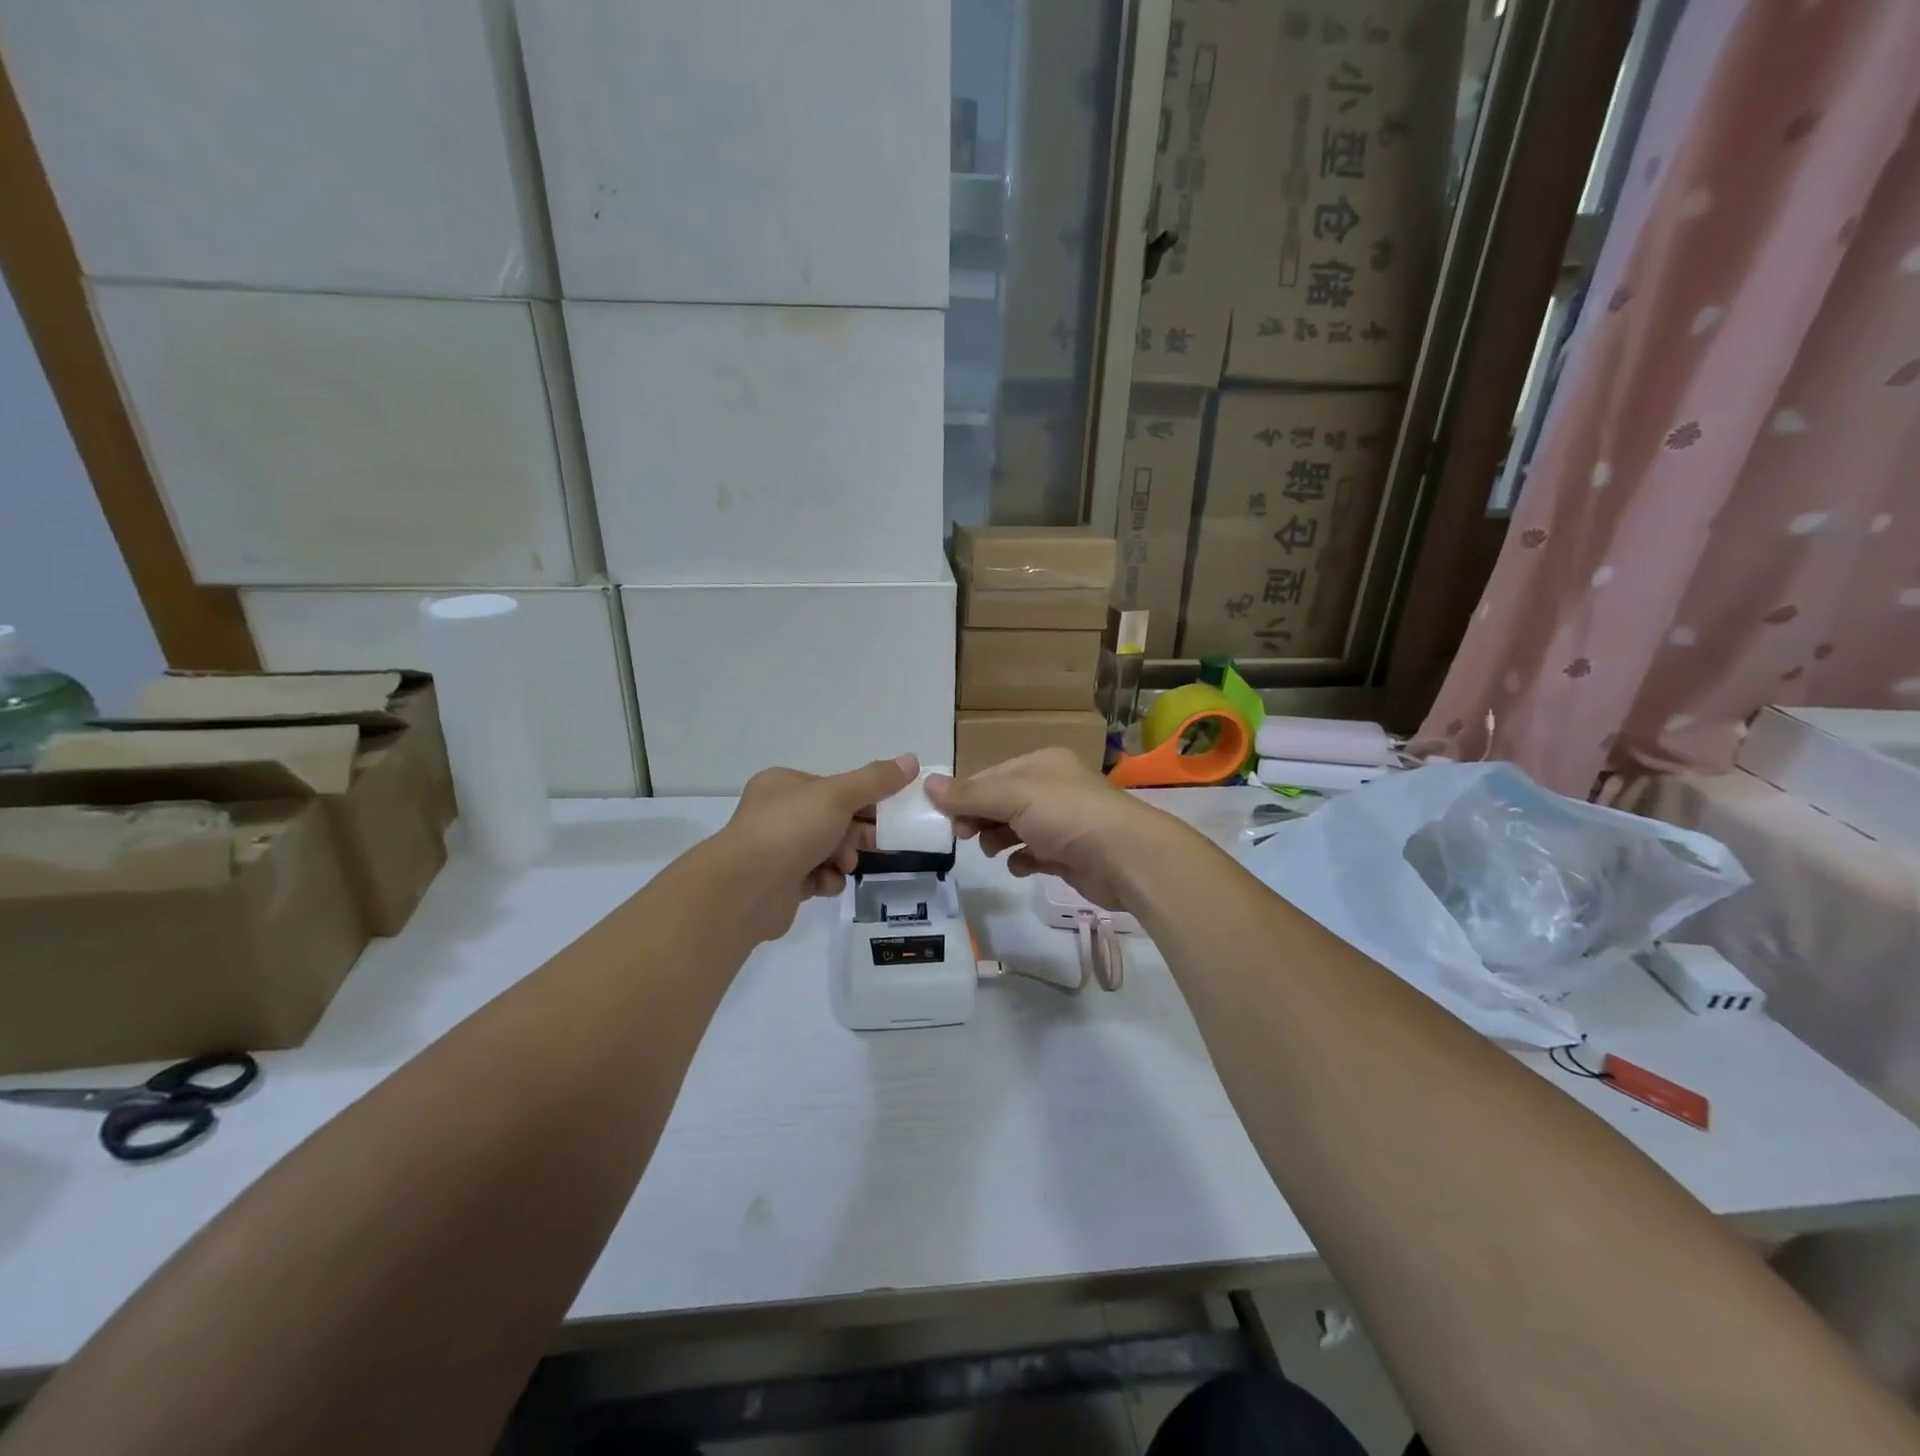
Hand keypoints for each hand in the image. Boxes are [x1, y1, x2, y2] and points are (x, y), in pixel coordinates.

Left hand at [718, 754, 918, 941]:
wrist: (746, 888)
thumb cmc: (791, 829)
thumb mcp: (839, 795)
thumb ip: (876, 780)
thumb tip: (911, 759)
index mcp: (785, 784)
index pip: (834, 787)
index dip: (865, 798)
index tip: (892, 811)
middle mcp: (778, 814)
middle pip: (834, 819)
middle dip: (857, 832)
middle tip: (880, 842)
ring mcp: (778, 850)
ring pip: (828, 849)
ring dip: (843, 858)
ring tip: (842, 865)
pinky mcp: (781, 883)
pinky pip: (816, 877)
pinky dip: (826, 881)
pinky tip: (823, 884)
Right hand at [926, 749, 1175, 911]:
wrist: (1126, 857)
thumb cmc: (1067, 815)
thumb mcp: (1013, 795)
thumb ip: (970, 794)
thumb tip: (926, 783)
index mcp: (1042, 764)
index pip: (991, 775)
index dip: (965, 794)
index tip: (943, 818)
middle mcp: (1053, 789)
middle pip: (1001, 802)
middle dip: (979, 818)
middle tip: (963, 836)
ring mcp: (1063, 823)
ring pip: (1016, 828)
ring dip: (997, 839)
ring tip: (991, 851)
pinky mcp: (1070, 855)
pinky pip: (1034, 854)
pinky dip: (1022, 859)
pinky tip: (1019, 866)